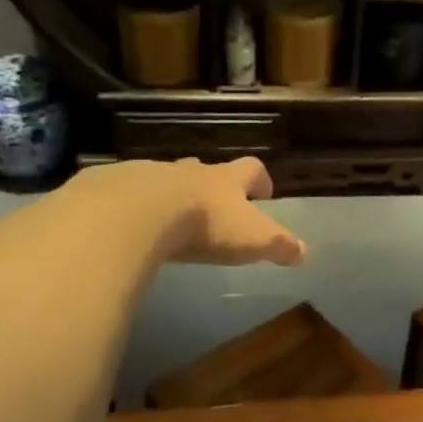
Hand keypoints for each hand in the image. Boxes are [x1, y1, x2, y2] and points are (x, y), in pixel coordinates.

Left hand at [83, 157, 306, 266]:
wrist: (137, 212)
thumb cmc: (205, 224)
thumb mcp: (252, 239)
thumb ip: (279, 245)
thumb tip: (305, 252)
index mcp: (225, 180)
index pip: (251, 169)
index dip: (260, 180)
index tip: (264, 193)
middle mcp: (191, 171)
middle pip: (206, 170)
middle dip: (213, 186)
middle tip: (216, 206)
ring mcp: (152, 175)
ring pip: (167, 179)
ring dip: (173, 194)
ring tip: (171, 218)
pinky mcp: (117, 186)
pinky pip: (129, 192)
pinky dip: (135, 205)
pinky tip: (131, 225)